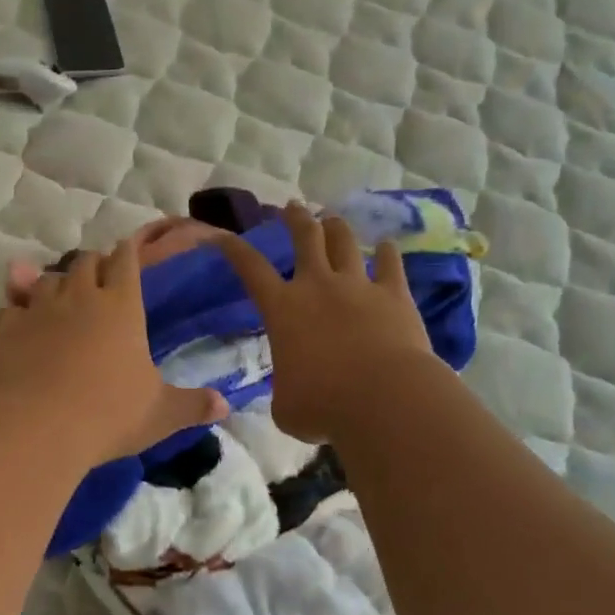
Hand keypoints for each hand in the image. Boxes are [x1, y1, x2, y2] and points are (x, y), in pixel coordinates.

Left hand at [0, 239, 227, 466]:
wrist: (38, 427)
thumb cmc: (109, 414)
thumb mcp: (161, 414)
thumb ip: (193, 405)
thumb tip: (225, 406)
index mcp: (122, 306)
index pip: (126, 261)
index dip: (128, 252)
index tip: (129, 248)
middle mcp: (81, 297)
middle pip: (86, 262)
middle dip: (94, 264)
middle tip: (100, 276)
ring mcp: (40, 310)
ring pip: (47, 279)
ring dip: (56, 282)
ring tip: (62, 294)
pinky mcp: (8, 329)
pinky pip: (13, 306)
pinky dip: (19, 307)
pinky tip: (21, 317)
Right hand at [217, 202, 431, 442]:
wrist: (384, 400)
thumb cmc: (323, 406)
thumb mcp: (286, 405)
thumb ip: (286, 389)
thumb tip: (293, 392)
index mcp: (283, 309)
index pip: (250, 268)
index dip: (232, 248)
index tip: (220, 235)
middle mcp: (318, 286)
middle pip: (305, 238)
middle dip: (296, 219)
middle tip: (292, 207)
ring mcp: (359, 286)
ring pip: (345, 242)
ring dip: (336, 227)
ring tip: (332, 219)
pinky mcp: (394, 295)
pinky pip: (391, 264)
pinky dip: (388, 253)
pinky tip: (388, 245)